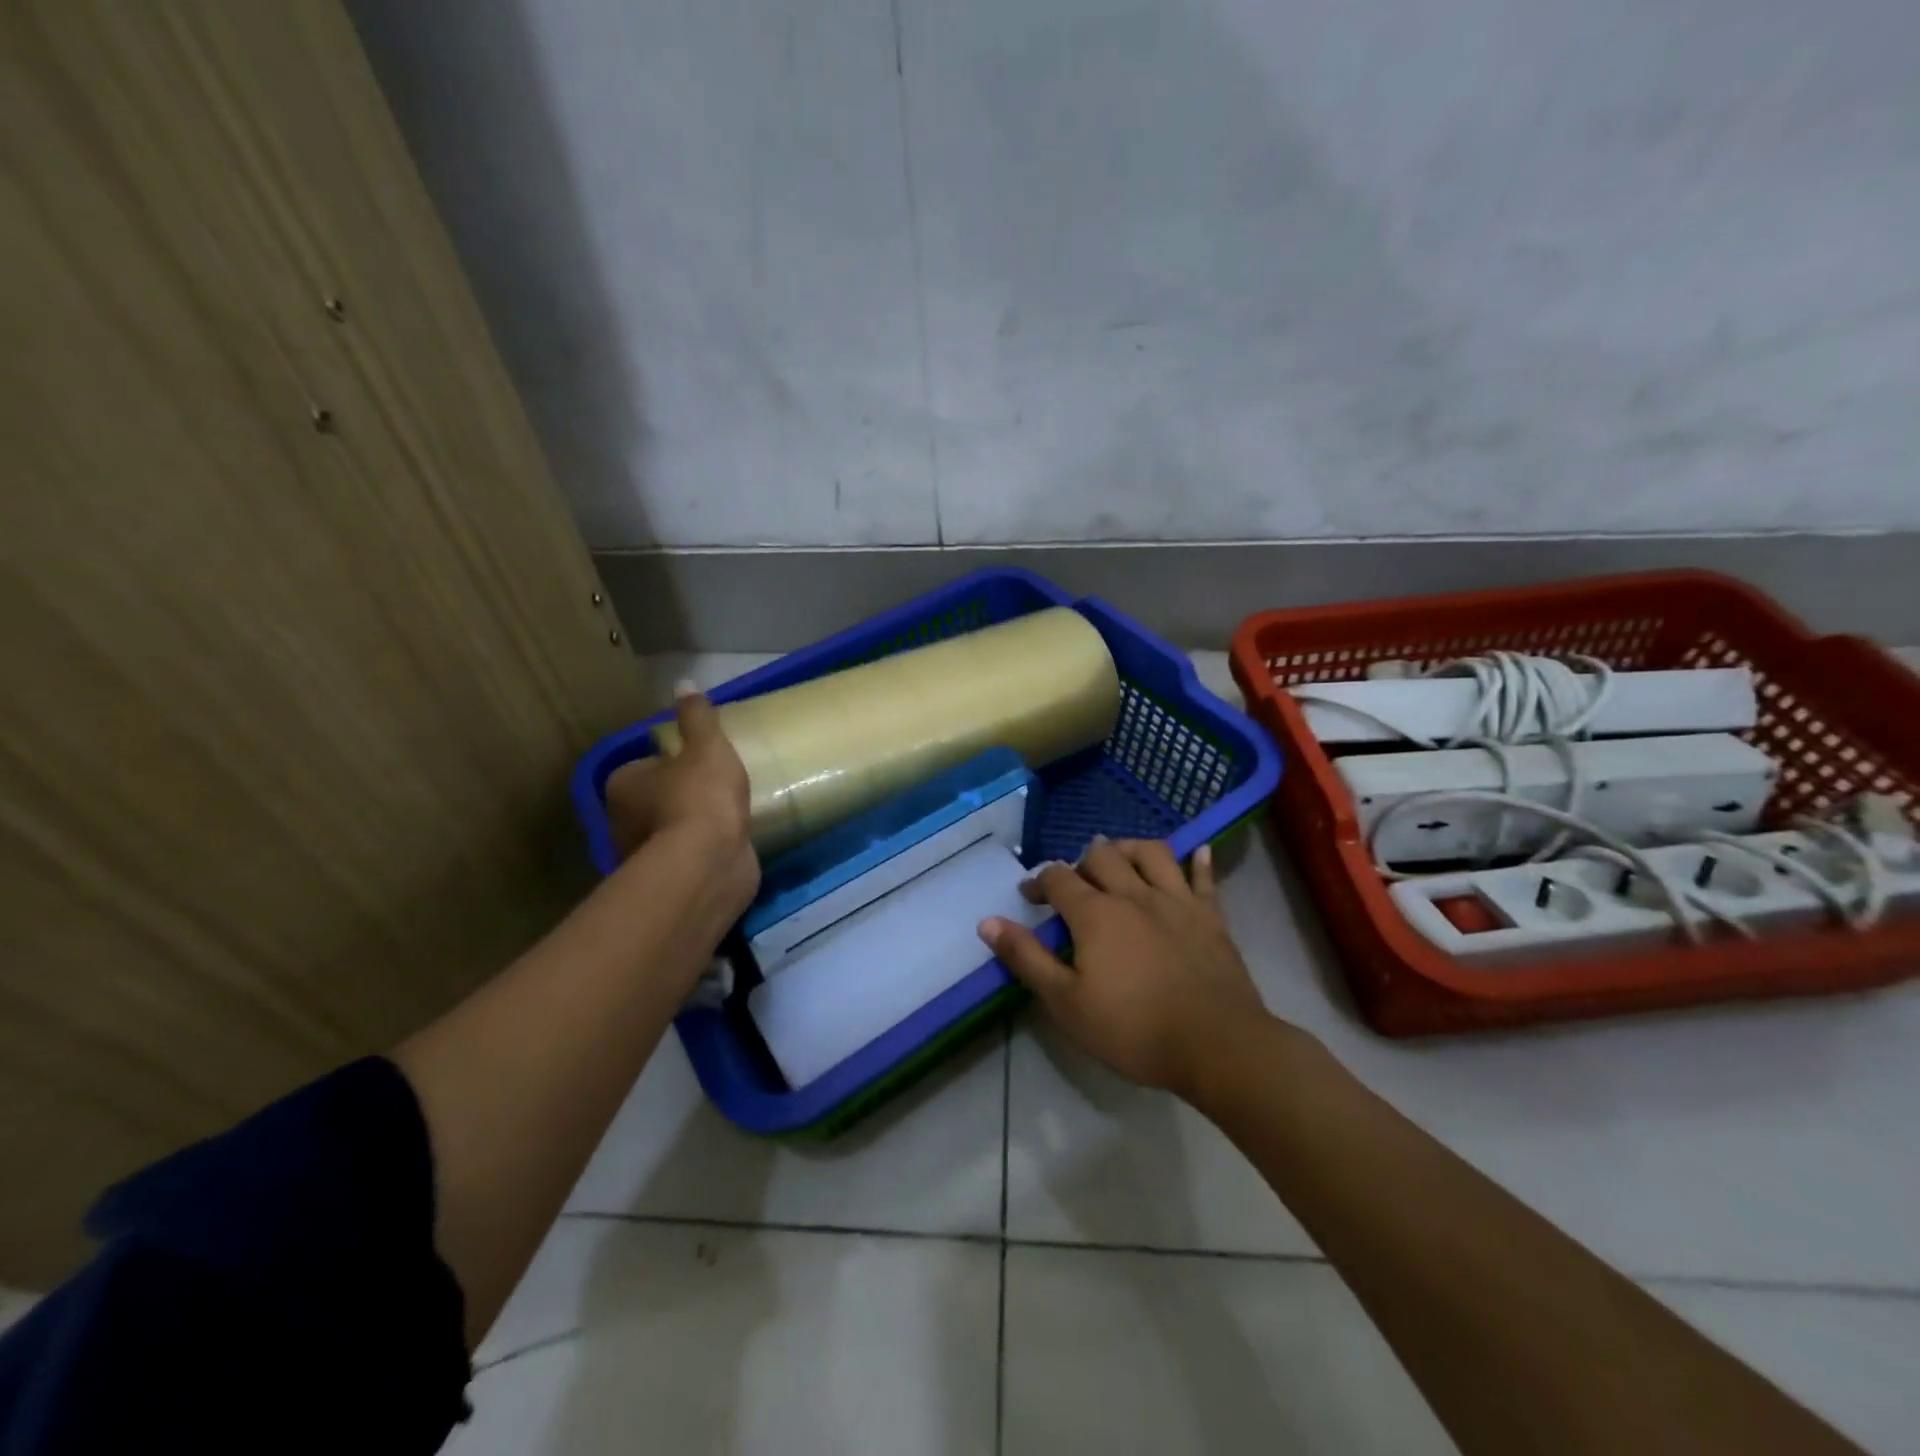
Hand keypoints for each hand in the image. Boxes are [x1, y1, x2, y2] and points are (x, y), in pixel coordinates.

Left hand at [604, 682, 759, 918]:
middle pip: (653, 800)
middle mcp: (623, 822)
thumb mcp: (706, 746)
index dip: (671, 764)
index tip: (700, 763)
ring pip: (669, 832)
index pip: (644, 767)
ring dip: (692, 827)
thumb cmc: (701, 795)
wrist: (708, 861)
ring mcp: (645, 856)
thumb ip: (697, 717)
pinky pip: (688, 859)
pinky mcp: (671, 883)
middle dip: (679, 796)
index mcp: (624, 784)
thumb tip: (684, 683)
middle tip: (717, 788)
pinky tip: (729, 844)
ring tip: (728, 816)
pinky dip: (703, 852)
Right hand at [979, 837, 1274, 1099]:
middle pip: (1102, 856)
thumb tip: (987, 921)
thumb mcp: (1067, 1003)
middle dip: (1081, 861)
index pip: (1058, 878)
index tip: (1030, 896)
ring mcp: (1176, 901)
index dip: (1039, 882)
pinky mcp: (1210, 916)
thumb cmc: (1134, 1029)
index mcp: (1095, 914)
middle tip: (1074, 880)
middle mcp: (1133, 894)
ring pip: (1151, 853)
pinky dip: (1199, 861)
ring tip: (1120, 857)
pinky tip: (1198, 850)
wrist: (1217, 1045)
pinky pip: (1204, 878)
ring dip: (1130, 848)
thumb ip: (1027, 958)